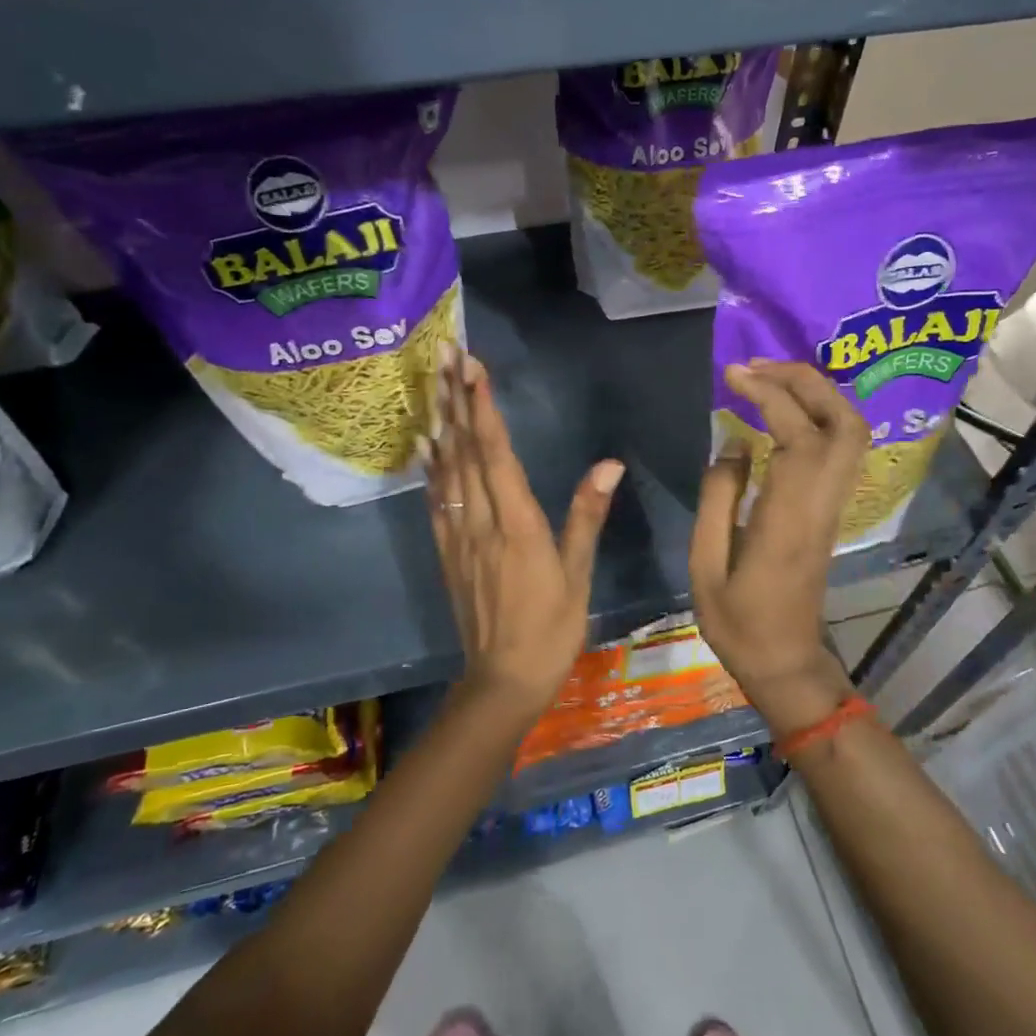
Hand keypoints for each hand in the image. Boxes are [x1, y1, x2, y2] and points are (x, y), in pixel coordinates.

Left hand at [423, 346, 623, 718]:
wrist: (503, 679)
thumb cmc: (552, 628)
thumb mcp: (578, 573)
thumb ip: (587, 515)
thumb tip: (609, 464)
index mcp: (518, 524)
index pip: (496, 453)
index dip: (484, 408)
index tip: (473, 368)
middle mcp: (482, 522)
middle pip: (465, 451)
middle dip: (456, 400)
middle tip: (445, 356)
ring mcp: (458, 537)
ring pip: (446, 470)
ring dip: (441, 424)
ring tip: (434, 384)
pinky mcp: (446, 552)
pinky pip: (435, 501)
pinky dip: (430, 468)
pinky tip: (426, 445)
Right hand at [690, 361, 865, 726]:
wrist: (786, 663)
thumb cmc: (738, 622)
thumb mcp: (705, 565)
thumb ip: (718, 498)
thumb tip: (735, 442)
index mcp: (788, 517)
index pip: (797, 435)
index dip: (769, 394)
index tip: (733, 374)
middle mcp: (822, 503)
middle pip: (843, 422)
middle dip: (806, 381)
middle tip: (758, 366)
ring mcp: (833, 506)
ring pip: (851, 433)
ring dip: (817, 394)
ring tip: (769, 380)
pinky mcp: (831, 511)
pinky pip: (841, 448)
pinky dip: (818, 416)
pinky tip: (781, 413)